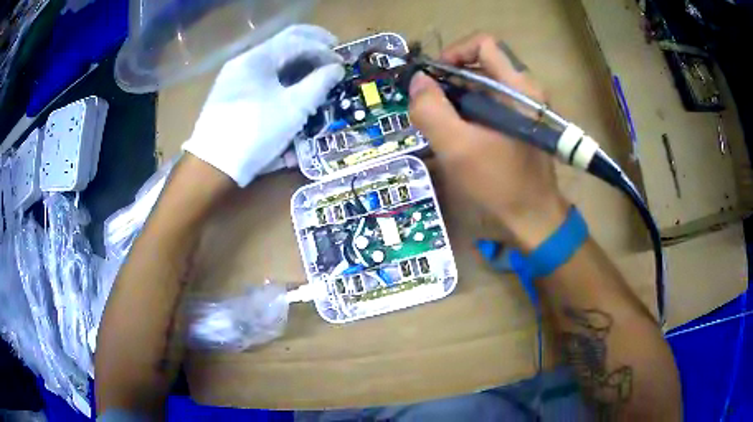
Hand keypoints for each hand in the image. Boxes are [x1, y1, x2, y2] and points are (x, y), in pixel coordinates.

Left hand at [183, 25, 344, 186]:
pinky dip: (280, 75)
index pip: (297, 40)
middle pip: (283, 44)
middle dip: (311, 46)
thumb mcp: (294, 107)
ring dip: (296, 61)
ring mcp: (234, 77)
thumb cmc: (256, 131)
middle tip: (333, 53)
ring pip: (272, 60)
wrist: (213, 165)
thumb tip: (337, 69)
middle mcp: (244, 61)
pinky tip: (291, 84)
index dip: (323, 49)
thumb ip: (320, 83)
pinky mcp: (230, 95)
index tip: (341, 63)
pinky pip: (261, 75)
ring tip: (315, 70)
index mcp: (258, 57)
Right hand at [409, 34, 568, 250]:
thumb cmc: (500, 184)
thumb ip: (431, 111)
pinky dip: (468, 112)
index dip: (454, 52)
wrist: (533, 218)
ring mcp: (523, 107)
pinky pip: (489, 104)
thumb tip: (418, 81)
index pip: (483, 44)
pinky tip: (457, 136)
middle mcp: (524, 90)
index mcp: (517, 87)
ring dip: (456, 99)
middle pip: (480, 64)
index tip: (434, 78)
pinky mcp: (519, 123)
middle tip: (430, 108)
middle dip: (449, 81)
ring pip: (482, 86)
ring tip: (441, 126)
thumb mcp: (457, 148)